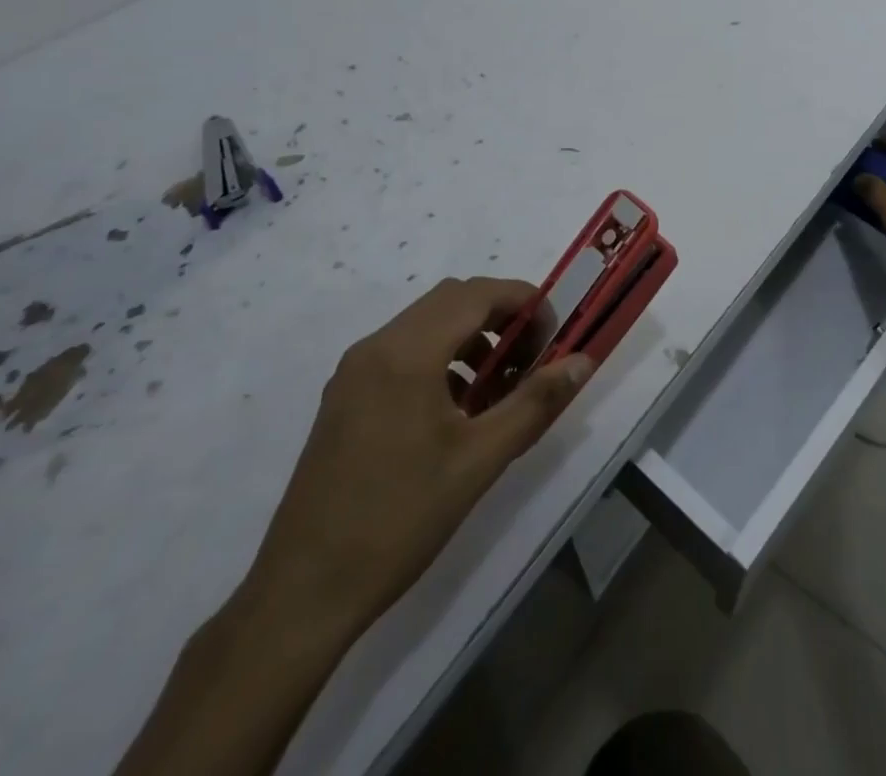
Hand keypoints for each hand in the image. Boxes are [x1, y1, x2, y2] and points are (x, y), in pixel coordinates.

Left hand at [243, 278, 591, 630]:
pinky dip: (441, 358)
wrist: (303, 592)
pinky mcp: (344, 396)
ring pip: (427, 323)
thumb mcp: (480, 460)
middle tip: (531, 360)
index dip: (525, 303)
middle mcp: (377, 346)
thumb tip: (583, 360)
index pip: (478, 294)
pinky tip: (457, 411)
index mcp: (407, 352)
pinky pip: (403, 351)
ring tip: (498, 389)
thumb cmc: (399, 520)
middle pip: (453, 300)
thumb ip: (535, 401)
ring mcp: (354, 371)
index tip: (553, 338)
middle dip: (501, 318)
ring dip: (472, 338)